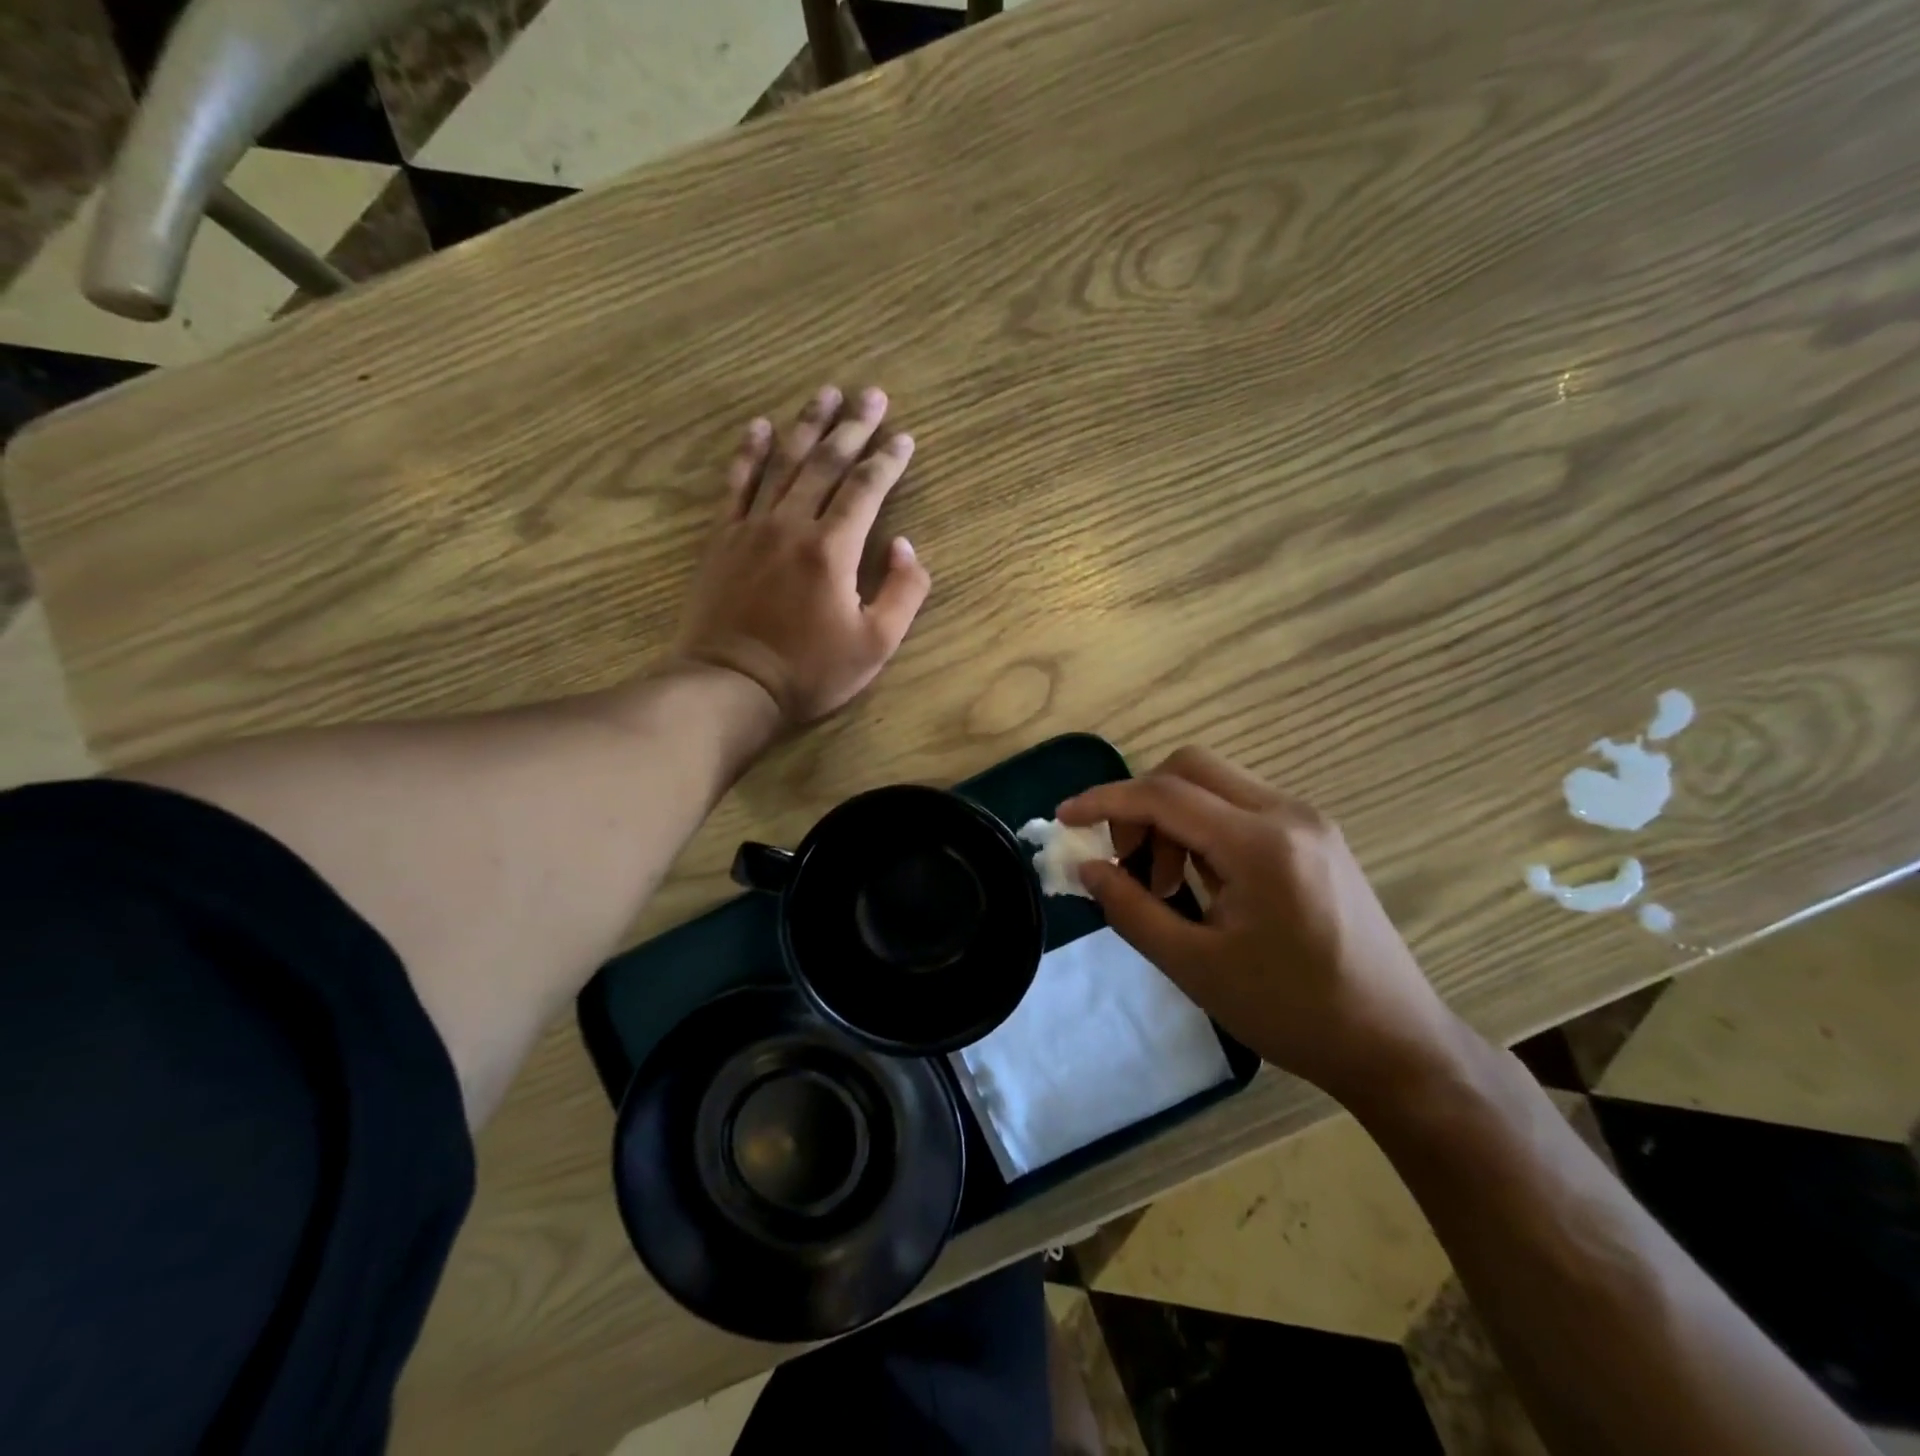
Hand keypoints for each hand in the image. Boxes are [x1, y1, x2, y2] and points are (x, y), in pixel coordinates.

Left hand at [675, 386, 932, 724]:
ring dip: (807, 425)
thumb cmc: (809, 672)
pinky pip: (736, 484)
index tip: (904, 437)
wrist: (731, 686)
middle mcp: (792, 524)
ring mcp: (752, 527)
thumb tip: (907, 546)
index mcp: (833, 549)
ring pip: (783, 463)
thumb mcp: (876, 645)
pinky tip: (759, 426)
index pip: (867, 489)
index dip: (888, 460)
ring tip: (825, 393)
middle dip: (853, 426)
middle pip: (826, 464)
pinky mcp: (722, 539)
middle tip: (872, 394)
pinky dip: (749, 452)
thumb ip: (903, 593)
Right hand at [1056, 747, 1455, 1100]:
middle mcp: (1288, 814)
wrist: (1396, 1045)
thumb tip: (1087, 868)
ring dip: (1174, 818)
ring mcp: (1309, 821)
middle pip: (1191, 768)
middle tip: (1128, 861)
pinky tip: (1205, 882)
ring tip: (1167, 885)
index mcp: (1260, 844)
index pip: (1163, 795)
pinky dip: (1205, 828)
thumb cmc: (1291, 1012)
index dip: (1105, 801)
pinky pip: (1243, 807)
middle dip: (1142, 803)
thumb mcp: (1195, 967)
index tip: (1064, 818)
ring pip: (1217, 784)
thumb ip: (1131, 909)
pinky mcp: (1317, 837)